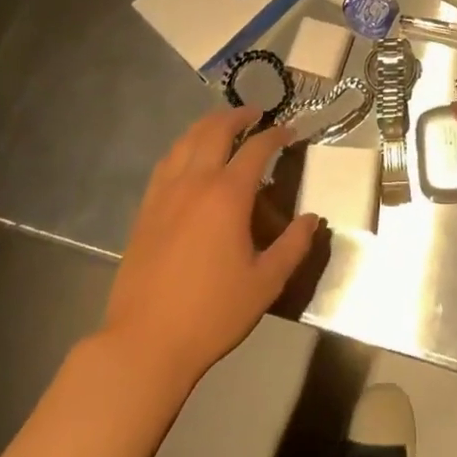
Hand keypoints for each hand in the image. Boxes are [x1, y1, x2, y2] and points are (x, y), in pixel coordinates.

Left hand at [101, 107, 319, 389]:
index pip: (256, 148)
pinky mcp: (145, 209)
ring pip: (186, 141)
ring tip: (222, 124)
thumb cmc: (212, 313)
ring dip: (207, 125)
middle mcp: (195, 182)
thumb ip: (293, 246)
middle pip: (215, 131)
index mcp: (228, 195)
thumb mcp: (266, 283)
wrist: (145, 342)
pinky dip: (183, 147)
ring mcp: (165, 193)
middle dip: (238, 116)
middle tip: (255, 113)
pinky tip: (188, 156)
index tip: (289, 131)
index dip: (275, 135)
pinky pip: (166, 163)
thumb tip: (312, 219)